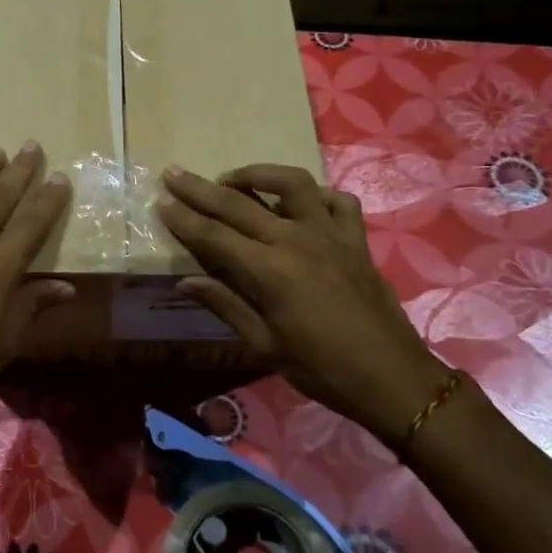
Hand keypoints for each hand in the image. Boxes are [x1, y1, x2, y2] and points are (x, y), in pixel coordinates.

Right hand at [156, 164, 448, 447]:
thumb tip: (186, 281)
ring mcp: (330, 234)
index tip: (160, 201)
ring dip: (258, 174)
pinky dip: (317, 195)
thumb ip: (225, 305)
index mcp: (270, 271)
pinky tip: (301, 203)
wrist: (391, 377)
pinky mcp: (356, 240)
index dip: (183, 218)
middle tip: (174, 174)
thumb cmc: (321, 369)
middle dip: (201, 188)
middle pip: (239, 204)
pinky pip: (338, 201)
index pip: (214, 236)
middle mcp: (297, 240)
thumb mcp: (265, 345)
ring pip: (292, 184)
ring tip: (234, 179)